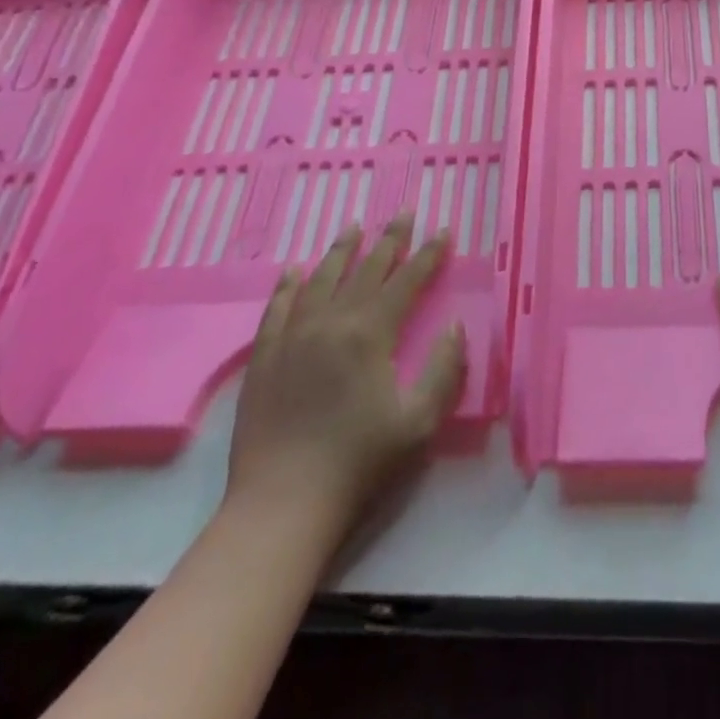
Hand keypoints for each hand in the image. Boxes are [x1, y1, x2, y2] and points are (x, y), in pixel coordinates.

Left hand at [225, 216, 465, 542]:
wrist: (281, 506)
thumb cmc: (359, 464)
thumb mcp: (419, 422)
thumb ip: (444, 369)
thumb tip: (454, 326)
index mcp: (370, 334)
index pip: (406, 281)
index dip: (428, 255)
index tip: (443, 230)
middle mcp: (331, 323)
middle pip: (366, 270)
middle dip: (389, 240)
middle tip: (403, 212)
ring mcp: (293, 338)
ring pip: (321, 280)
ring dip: (340, 251)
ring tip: (354, 226)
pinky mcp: (265, 358)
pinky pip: (278, 309)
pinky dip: (288, 285)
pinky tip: (294, 270)